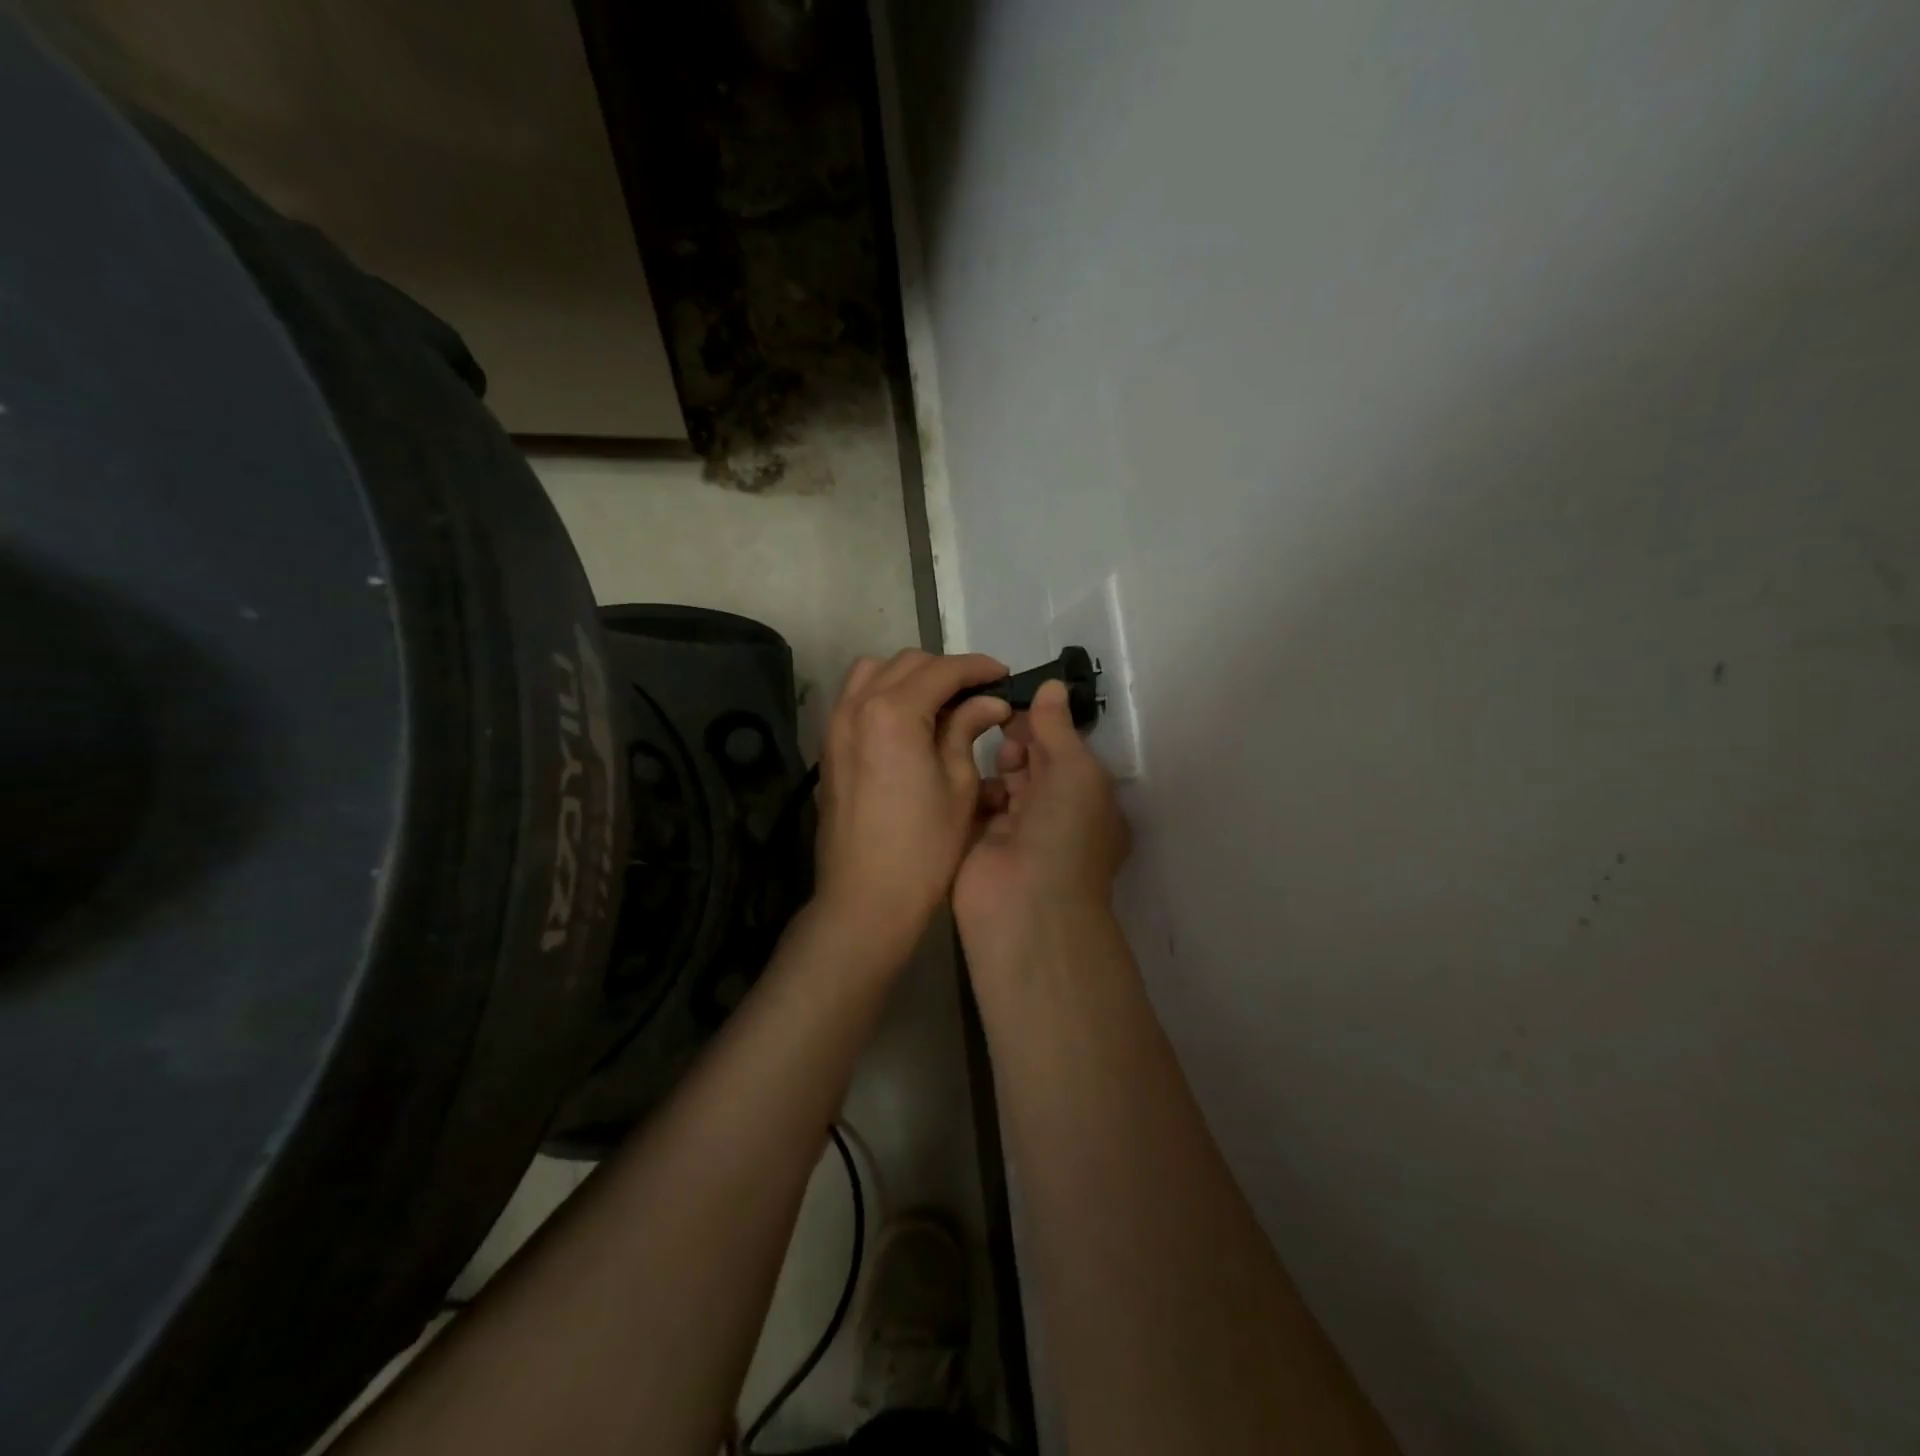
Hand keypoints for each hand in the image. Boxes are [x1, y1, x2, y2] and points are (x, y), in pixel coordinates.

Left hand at [813, 649, 1012, 961]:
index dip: (978, 668)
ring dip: (910, 676)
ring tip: (940, 702)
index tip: (1004, 675)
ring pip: (874, 672)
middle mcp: (858, 706)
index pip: (942, 670)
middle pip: (907, 664)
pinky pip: (856, 698)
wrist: (865, 897)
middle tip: (979, 693)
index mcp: (894, 712)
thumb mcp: (959, 784)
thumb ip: (967, 730)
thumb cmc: (924, 847)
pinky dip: (884, 694)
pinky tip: (909, 722)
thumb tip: (989, 701)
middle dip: (946, 670)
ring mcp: (836, 725)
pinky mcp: (830, 747)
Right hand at [954, 680, 1130, 962]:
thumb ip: (1058, 728)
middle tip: (994, 721)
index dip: (1043, 727)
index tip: (1015, 704)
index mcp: (1088, 800)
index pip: (1064, 753)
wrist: (1026, 904)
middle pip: (1033, 764)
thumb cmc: (1064, 832)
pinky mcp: (981, 842)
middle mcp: (1056, 815)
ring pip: (1003, 782)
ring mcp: (1017, 831)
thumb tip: (1053, 686)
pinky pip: (976, 804)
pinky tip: (956, 770)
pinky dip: (969, 786)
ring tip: (974, 746)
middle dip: (1017, 742)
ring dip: (992, 764)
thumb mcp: (1075, 771)